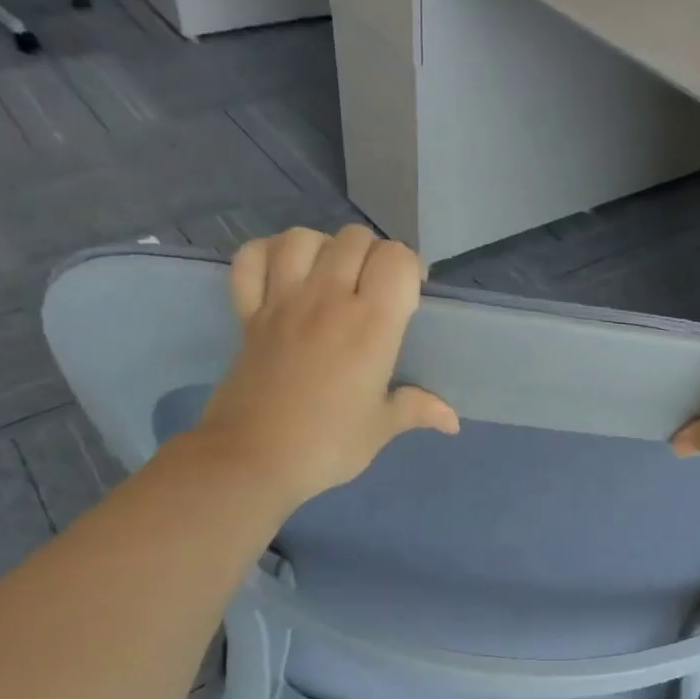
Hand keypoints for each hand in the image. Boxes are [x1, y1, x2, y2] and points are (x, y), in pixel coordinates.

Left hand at [192, 227, 458, 512]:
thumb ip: (417, 409)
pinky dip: (266, 255)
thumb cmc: (327, 445)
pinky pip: (250, 259)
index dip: (408, 269)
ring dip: (322, 248)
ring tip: (330, 278)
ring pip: (303, 238)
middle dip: (372, 256)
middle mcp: (328, 299)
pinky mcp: (247, 313)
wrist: (251, 460)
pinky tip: (282, 272)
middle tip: (373, 292)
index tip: (408, 298)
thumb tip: (452, 421)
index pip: (396, 258)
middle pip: (354, 239)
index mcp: (371, 325)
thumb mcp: (381, 428)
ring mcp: (282, 301)